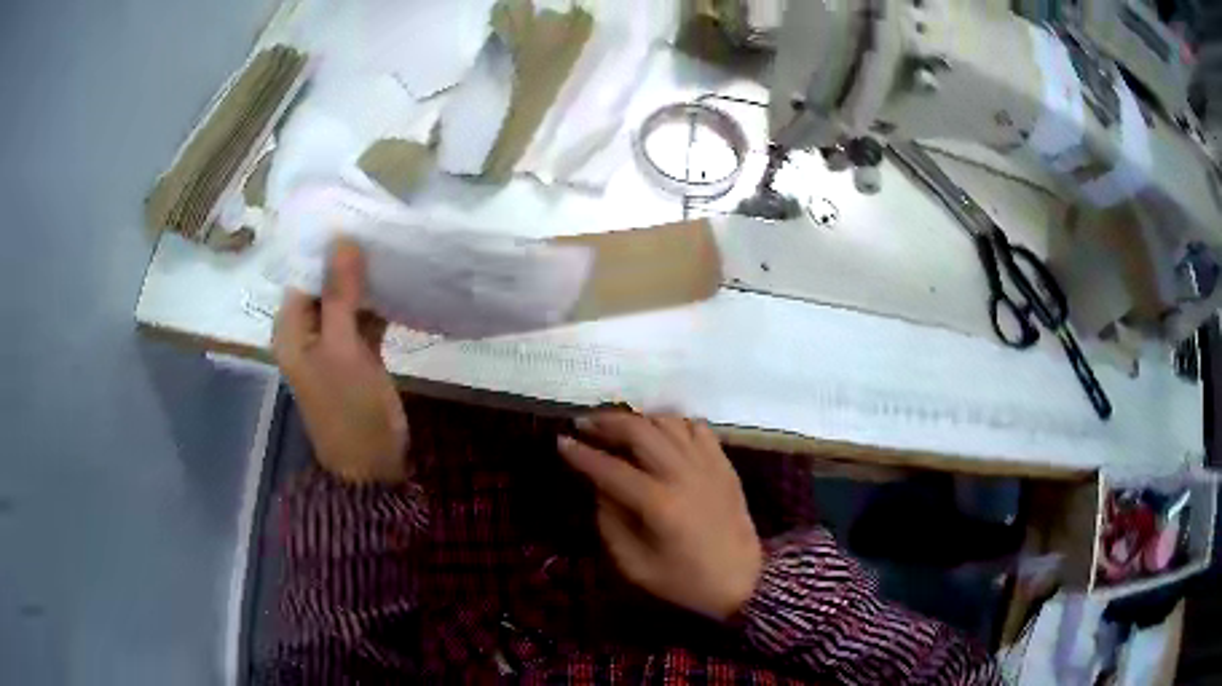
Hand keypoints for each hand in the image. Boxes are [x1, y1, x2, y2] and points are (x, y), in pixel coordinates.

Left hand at [273, 238, 409, 483]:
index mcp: (291, 328)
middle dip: (350, 261)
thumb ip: (340, 294)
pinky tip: (399, 284)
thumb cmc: (349, 408)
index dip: (327, 248)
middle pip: (325, 284)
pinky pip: (364, 318)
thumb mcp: (343, 348)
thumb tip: (342, 239)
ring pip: (347, 300)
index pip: (304, 274)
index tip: (358, 219)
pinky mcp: (356, 354)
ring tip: (394, 248)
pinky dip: (378, 304)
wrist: (372, 466)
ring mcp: (333, 343)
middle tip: (382, 230)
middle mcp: (307, 331)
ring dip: (366, 281)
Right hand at [558, 412, 762, 620]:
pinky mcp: (725, 464)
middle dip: (606, 422)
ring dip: (638, 419)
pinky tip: (659, 434)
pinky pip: (697, 427)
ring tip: (617, 427)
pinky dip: (673, 423)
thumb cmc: (686, 582)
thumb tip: (599, 487)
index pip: (611, 469)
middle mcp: (684, 475)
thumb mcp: (636, 566)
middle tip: (584, 424)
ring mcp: (709, 465)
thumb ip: (611, 523)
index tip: (560, 442)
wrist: (744, 581)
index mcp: (660, 505)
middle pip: (640, 431)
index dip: (582, 454)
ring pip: (668, 422)